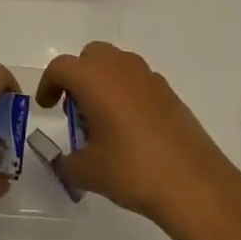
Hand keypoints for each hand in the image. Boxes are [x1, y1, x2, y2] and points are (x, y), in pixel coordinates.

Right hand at [35, 42, 240, 239]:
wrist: (193, 183)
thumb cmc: (132, 170)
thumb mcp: (88, 172)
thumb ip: (67, 161)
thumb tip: (66, 160)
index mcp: (94, 78)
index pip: (61, 67)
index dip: (49, 84)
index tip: (48, 107)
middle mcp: (121, 68)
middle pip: (91, 56)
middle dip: (78, 76)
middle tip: (75, 109)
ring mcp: (149, 78)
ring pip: (117, 65)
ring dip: (104, 82)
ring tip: (103, 122)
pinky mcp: (169, 93)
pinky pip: (138, 81)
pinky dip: (127, 94)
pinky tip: (130, 130)